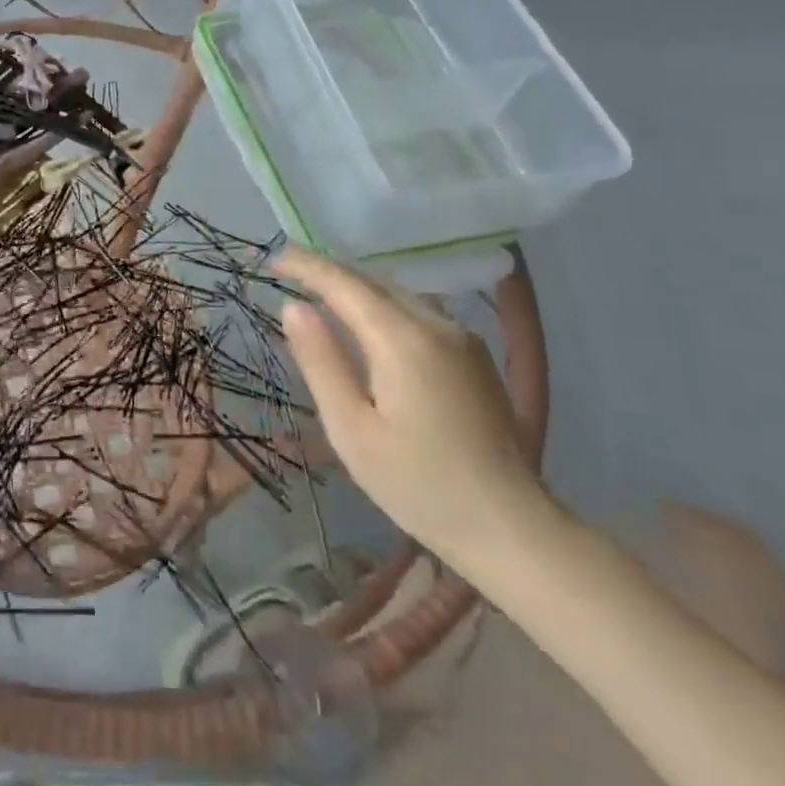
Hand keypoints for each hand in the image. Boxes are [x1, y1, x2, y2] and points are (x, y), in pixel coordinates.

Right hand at [277, 248, 548, 572]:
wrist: (510, 528)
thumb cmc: (417, 484)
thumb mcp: (351, 427)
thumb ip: (321, 361)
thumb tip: (293, 307)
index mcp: (403, 341)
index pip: (345, 285)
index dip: (307, 266)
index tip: (273, 257)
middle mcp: (438, 326)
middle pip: (374, 282)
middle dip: (330, 270)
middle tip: (287, 268)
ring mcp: (463, 340)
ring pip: (398, 294)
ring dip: (356, 286)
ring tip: (318, 289)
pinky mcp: (474, 357)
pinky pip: (418, 312)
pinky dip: (382, 304)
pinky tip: (364, 319)